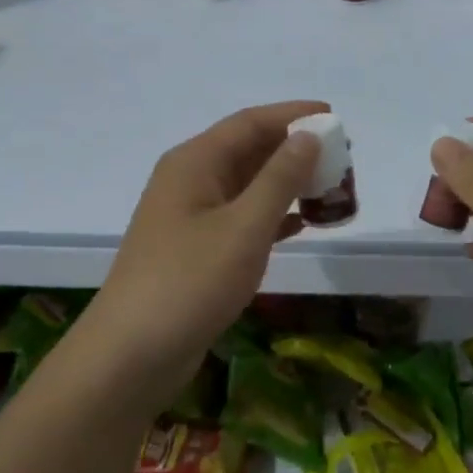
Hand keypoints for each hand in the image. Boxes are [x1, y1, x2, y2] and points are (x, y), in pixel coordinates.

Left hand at [81, 100, 324, 403]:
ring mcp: (190, 216)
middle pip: (249, 150)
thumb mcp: (244, 226)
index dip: (293, 115)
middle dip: (295, 150)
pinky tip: (302, 223)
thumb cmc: (190, 282)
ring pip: (247, 185)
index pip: (250, 123)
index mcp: (195, 162)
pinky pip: (241, 217)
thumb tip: (308, 135)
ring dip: (287, 184)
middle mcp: (190, 180)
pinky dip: (272, 215)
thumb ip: (280, 178)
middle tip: (341, 158)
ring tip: (330, 188)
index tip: (335, 117)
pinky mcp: (196, 249)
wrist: (130, 357)